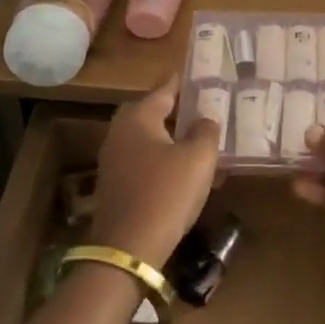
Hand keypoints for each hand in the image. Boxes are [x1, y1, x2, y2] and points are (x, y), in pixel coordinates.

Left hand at [90, 75, 222, 268]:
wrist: (129, 248)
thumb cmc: (166, 193)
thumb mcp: (198, 158)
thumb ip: (206, 131)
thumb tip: (205, 120)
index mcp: (138, 117)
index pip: (165, 89)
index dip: (186, 82)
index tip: (203, 75)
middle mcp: (121, 132)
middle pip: (156, 114)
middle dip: (183, 113)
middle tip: (210, 112)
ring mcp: (115, 159)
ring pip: (153, 140)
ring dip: (178, 141)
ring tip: (208, 146)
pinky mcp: (117, 184)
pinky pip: (147, 163)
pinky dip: (168, 163)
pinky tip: (191, 176)